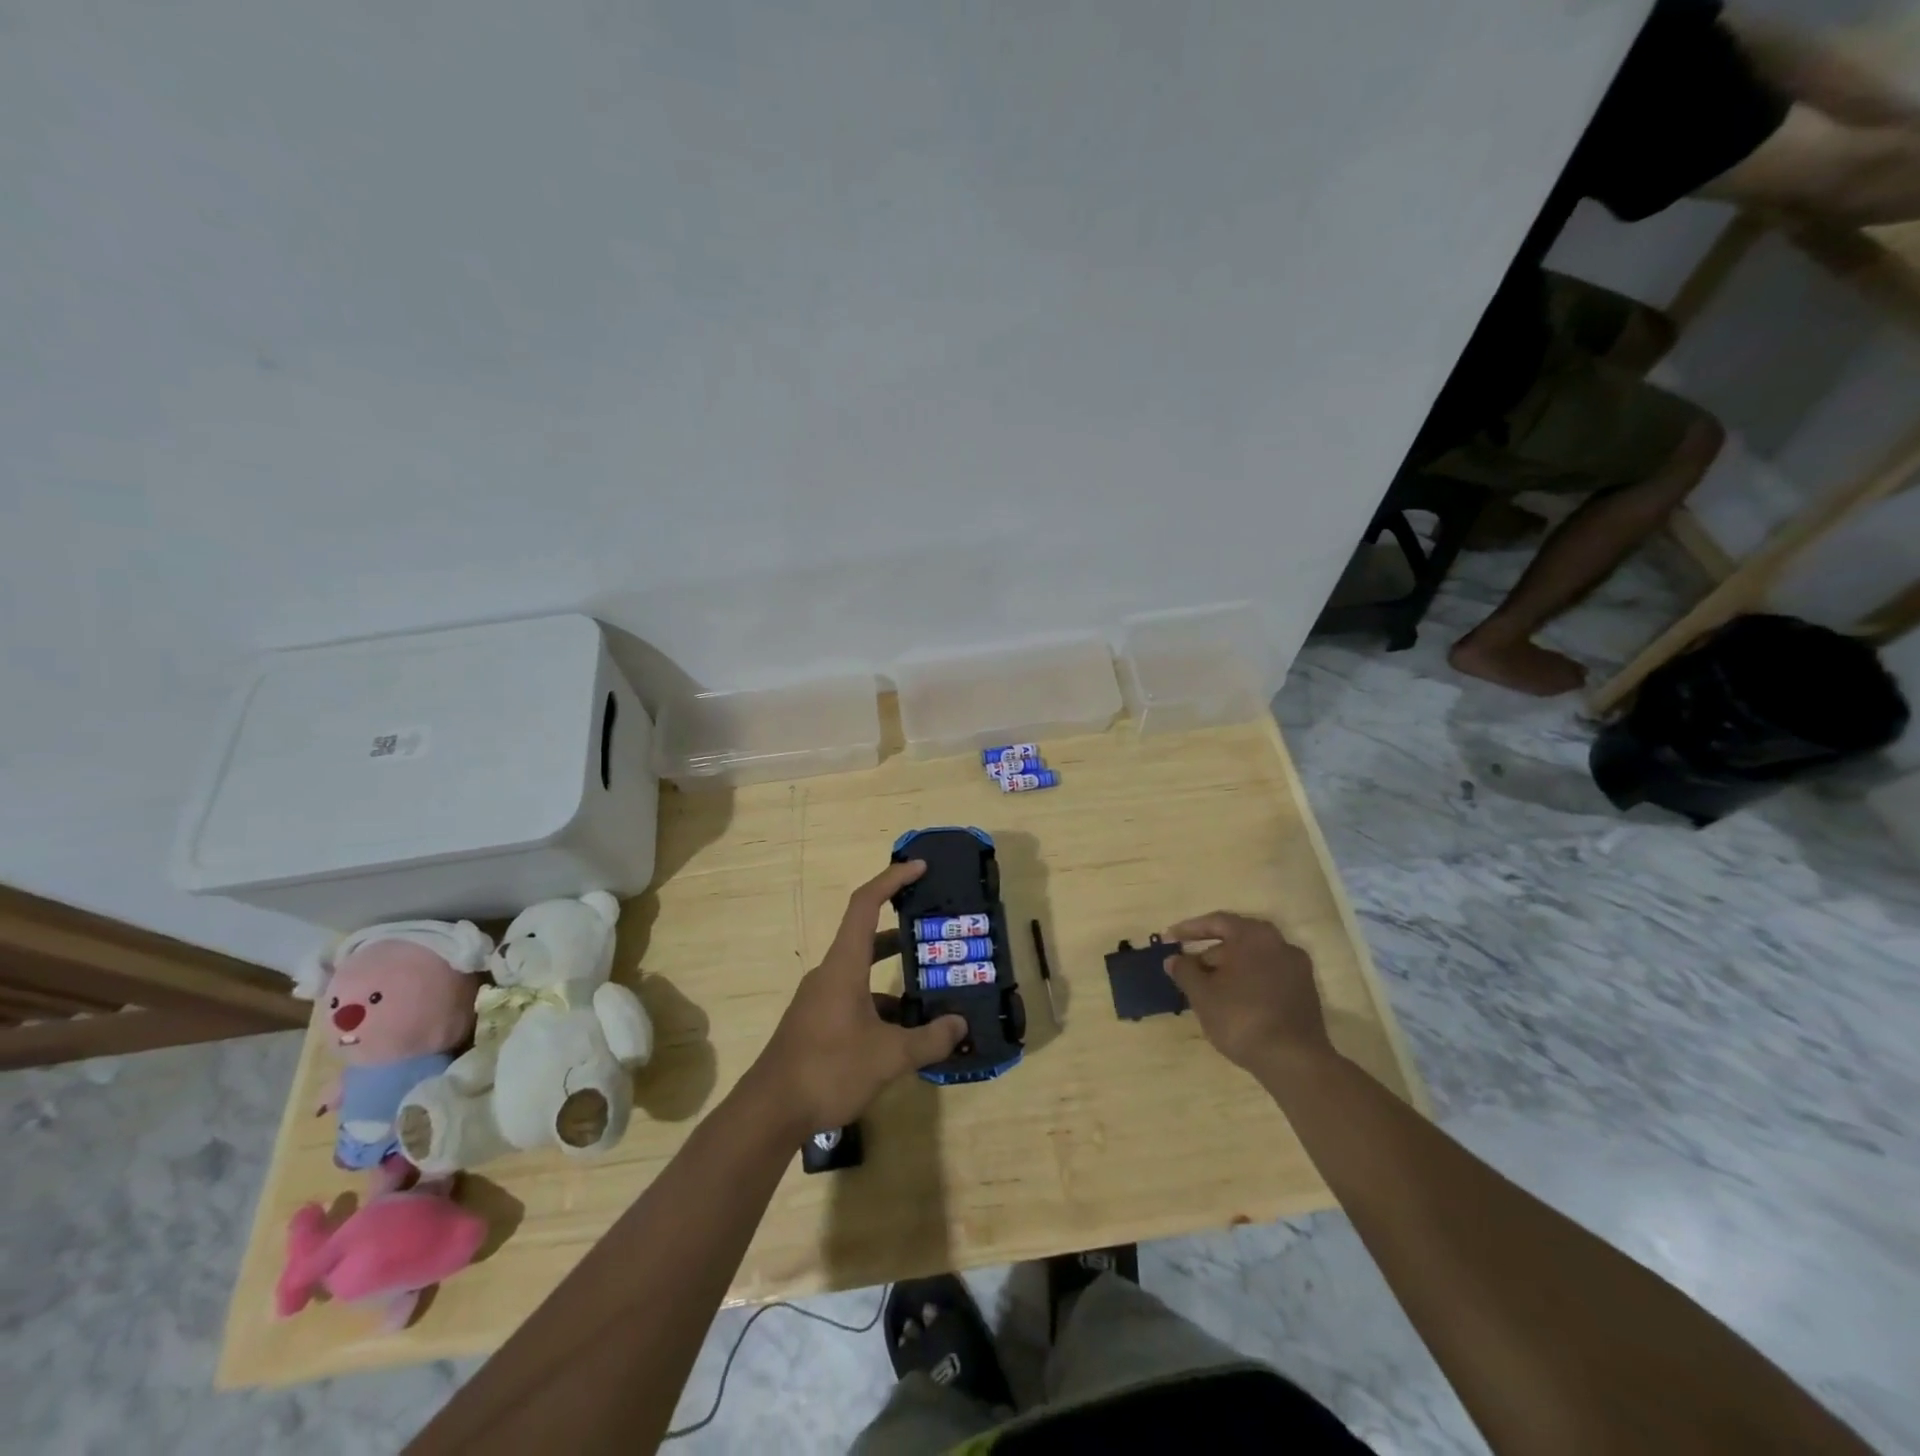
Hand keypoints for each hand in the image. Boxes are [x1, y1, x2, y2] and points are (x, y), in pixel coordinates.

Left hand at [751, 861, 967, 1132]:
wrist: (770, 1112)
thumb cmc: (829, 1069)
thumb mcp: (888, 1057)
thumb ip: (929, 1039)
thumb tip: (961, 1026)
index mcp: (843, 965)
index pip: (866, 904)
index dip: (892, 879)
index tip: (919, 867)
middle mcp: (830, 974)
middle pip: (868, 937)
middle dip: (903, 934)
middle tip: (937, 934)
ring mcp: (820, 999)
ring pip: (863, 973)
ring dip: (894, 977)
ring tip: (932, 990)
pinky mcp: (817, 1023)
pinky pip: (855, 999)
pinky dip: (881, 1005)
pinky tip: (905, 1033)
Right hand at [1163, 912, 1332, 1076]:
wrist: (1294, 1061)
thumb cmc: (1241, 1017)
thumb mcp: (1202, 994)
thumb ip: (1184, 971)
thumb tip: (1173, 959)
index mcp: (1254, 935)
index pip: (1216, 922)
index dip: (1189, 929)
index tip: (1169, 940)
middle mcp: (1279, 943)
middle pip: (1237, 940)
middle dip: (1209, 953)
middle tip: (1187, 969)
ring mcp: (1297, 968)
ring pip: (1253, 960)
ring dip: (1228, 969)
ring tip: (1207, 990)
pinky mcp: (1306, 992)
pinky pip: (1268, 976)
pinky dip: (1248, 982)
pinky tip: (1233, 1002)